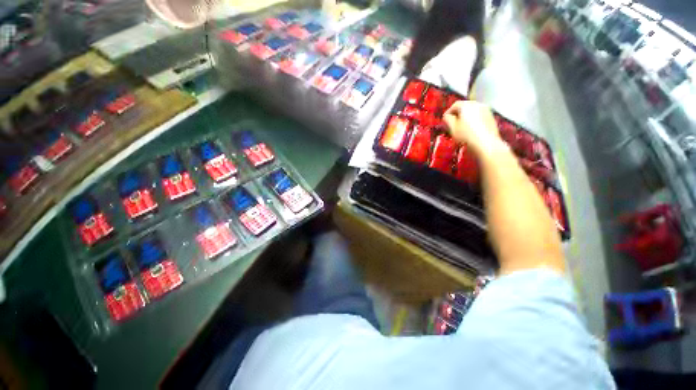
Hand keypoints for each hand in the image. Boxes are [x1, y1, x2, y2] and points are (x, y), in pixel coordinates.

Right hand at [443, 101, 503, 155]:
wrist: (485, 143)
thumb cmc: (466, 135)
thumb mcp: (452, 128)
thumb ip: (448, 119)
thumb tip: (447, 116)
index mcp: (467, 105)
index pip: (455, 104)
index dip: (448, 111)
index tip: (445, 119)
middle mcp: (478, 104)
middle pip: (465, 106)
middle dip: (458, 114)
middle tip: (453, 123)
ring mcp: (486, 110)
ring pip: (473, 111)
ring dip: (466, 117)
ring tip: (462, 127)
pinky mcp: (491, 117)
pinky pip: (479, 116)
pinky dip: (474, 120)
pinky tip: (471, 129)